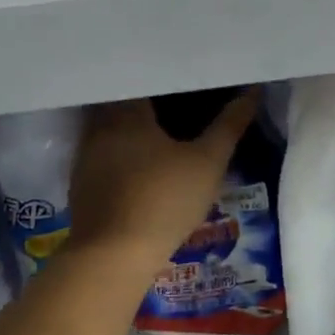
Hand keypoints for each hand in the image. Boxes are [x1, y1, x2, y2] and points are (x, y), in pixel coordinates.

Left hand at [65, 94, 257, 270]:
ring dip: (132, 130)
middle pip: (124, 103)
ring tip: (161, 133)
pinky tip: (139, 168)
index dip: (166, 79)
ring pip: (111, 130)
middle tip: (179, 105)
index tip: (186, 81)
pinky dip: (121, 156)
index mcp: (128, 112)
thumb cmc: (164, 199)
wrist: (112, 256)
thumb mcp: (208, 163)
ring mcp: (86, 157)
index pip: (143, 79)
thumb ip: (229, 126)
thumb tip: (252, 92)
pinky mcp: (81, 184)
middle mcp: (100, 126)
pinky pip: (104, 157)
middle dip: (149, 103)